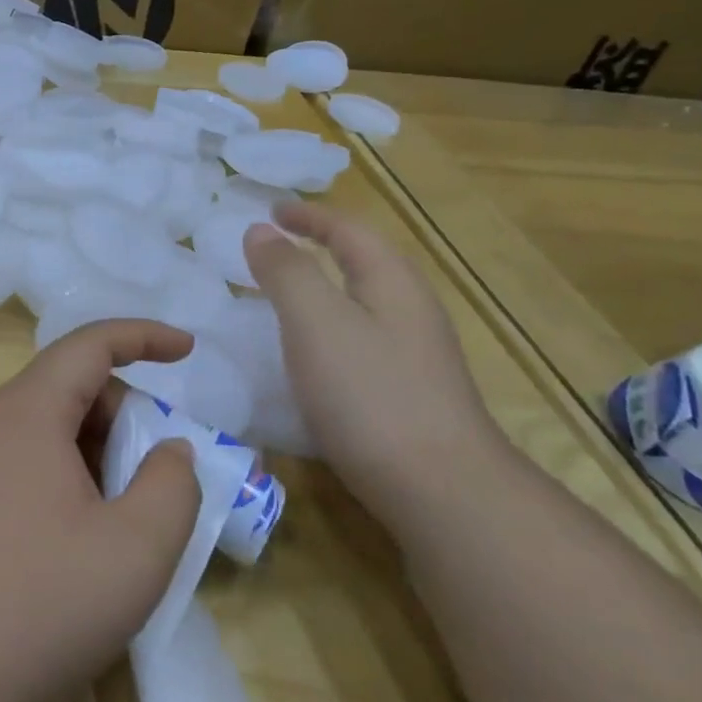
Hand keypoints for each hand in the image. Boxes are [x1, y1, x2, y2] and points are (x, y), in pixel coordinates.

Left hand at [0, 320, 202, 701]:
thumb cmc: (40, 607)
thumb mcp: (138, 550)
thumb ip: (173, 484)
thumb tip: (168, 451)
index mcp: (23, 411)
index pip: (89, 345)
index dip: (143, 337)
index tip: (185, 350)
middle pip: (59, 387)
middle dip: (116, 413)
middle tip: (147, 472)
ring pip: (24, 422)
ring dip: (75, 443)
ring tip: (100, 506)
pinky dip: (32, 463)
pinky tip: (40, 514)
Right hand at [242, 203, 502, 523]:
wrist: (441, 490)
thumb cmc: (369, 394)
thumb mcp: (315, 322)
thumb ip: (286, 271)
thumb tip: (260, 230)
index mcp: (391, 281)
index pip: (348, 229)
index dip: (307, 216)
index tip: (270, 211)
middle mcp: (410, 309)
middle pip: (363, 261)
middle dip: (319, 247)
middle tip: (274, 249)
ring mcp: (416, 354)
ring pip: (363, 303)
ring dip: (324, 289)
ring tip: (284, 298)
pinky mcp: (410, 393)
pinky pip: (362, 339)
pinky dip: (330, 329)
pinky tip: (313, 358)